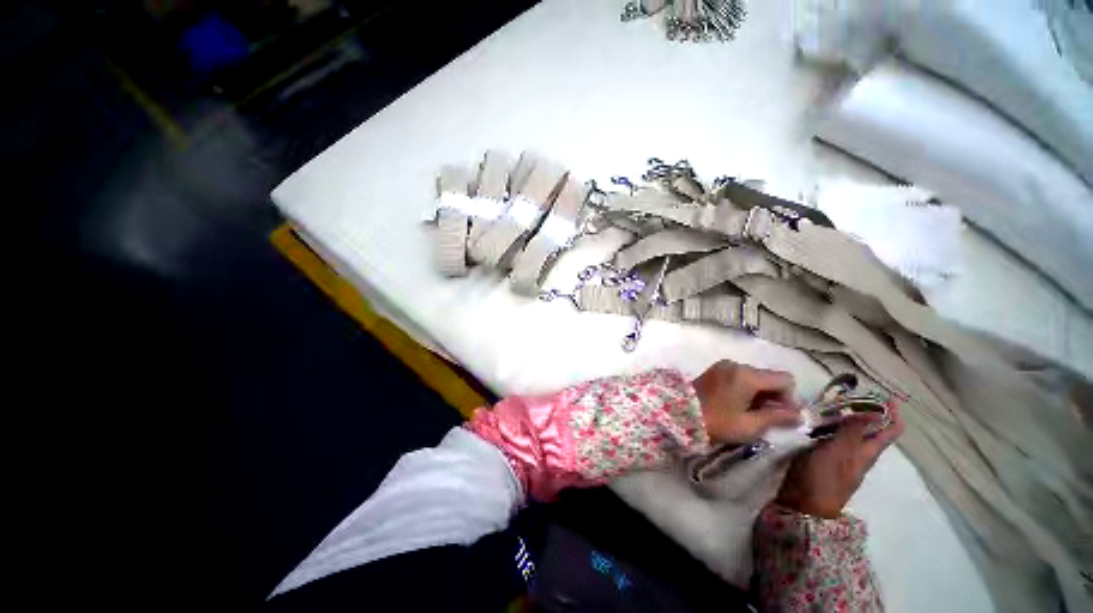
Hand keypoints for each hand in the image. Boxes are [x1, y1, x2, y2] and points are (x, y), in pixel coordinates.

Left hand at [692, 360, 801, 443]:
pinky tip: (739, 405)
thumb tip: (800, 415)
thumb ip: (777, 418)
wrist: (680, 414)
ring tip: (752, 414)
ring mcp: (723, 366)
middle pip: (768, 377)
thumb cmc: (718, 422)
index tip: (783, 416)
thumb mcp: (751, 425)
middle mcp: (736, 364)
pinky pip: (739, 377)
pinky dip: (746, 389)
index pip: (785, 379)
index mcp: (747, 374)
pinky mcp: (714, 370)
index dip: (790, 398)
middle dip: (774, 397)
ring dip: (760, 394)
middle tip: (768, 418)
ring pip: (754, 377)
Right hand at [775, 405, 904, 518]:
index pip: (889, 431)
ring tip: (831, 399)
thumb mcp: (840, 453)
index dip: (892, 414)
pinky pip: (828, 433)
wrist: (802, 503)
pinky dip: (826, 422)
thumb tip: (874, 411)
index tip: (887, 395)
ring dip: (843, 414)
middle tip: (851, 391)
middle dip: (865, 409)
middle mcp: (856, 451)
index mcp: (867, 452)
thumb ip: (853, 432)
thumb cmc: (825, 478)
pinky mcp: (820, 453)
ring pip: (847, 429)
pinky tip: (813, 415)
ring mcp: (838, 453)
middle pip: (868, 428)